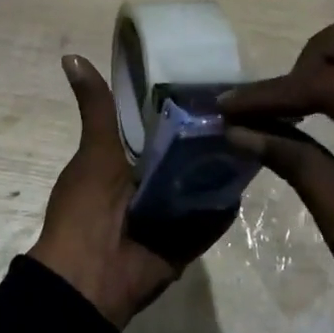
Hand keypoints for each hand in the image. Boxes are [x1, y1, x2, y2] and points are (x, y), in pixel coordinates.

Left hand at [30, 55, 232, 329]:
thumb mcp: (94, 150)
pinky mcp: (190, 236)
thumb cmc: (87, 207)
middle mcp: (152, 182)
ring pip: (204, 181)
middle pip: (187, 152)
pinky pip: (215, 215)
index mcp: (128, 160)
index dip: (181, 104)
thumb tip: (71, 56)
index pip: (161, 125)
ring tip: (261, 132)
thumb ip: (95, 108)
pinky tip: (255, 173)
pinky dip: (228, 201)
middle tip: (246, 104)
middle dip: (209, 133)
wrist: (90, 276)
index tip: (210, 79)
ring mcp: (173, 212)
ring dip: (224, 165)